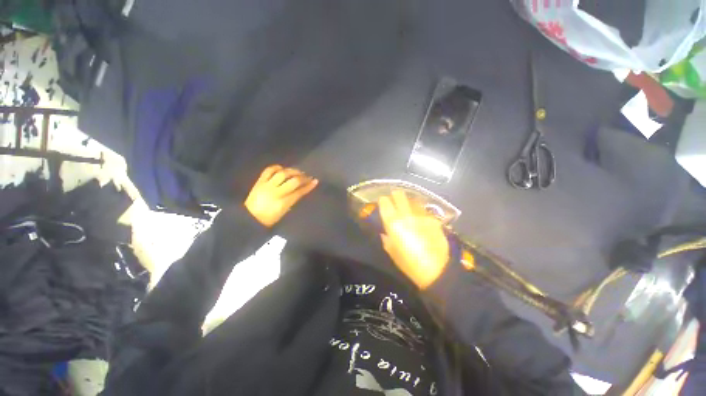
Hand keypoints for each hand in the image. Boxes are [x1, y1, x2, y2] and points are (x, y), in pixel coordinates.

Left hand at [244, 165, 318, 227]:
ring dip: (292, 171)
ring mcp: (267, 185)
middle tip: (307, 176)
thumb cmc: (269, 218)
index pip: (300, 191)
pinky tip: (282, 168)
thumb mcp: (284, 211)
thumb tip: (301, 190)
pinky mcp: (260, 181)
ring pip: (282, 173)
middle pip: (293, 181)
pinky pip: (269, 170)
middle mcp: (276, 192)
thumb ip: (293, 200)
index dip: (309, 186)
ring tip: (297, 171)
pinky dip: (277, 167)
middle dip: (302, 177)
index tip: (315, 181)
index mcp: (284, 202)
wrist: (249, 217)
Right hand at [378, 190, 449, 288]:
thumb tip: (385, 232)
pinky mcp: (433, 218)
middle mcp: (407, 215)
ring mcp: (421, 215)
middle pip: (400, 197)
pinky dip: (418, 208)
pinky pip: (423, 209)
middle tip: (394, 195)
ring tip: (406, 201)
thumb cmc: (409, 264)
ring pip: (412, 200)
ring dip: (408, 199)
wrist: (437, 269)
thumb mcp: (392, 252)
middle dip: (396, 195)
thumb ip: (386, 239)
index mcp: (394, 224)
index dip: (383, 201)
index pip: (385, 204)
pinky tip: (418, 211)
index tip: (383, 200)